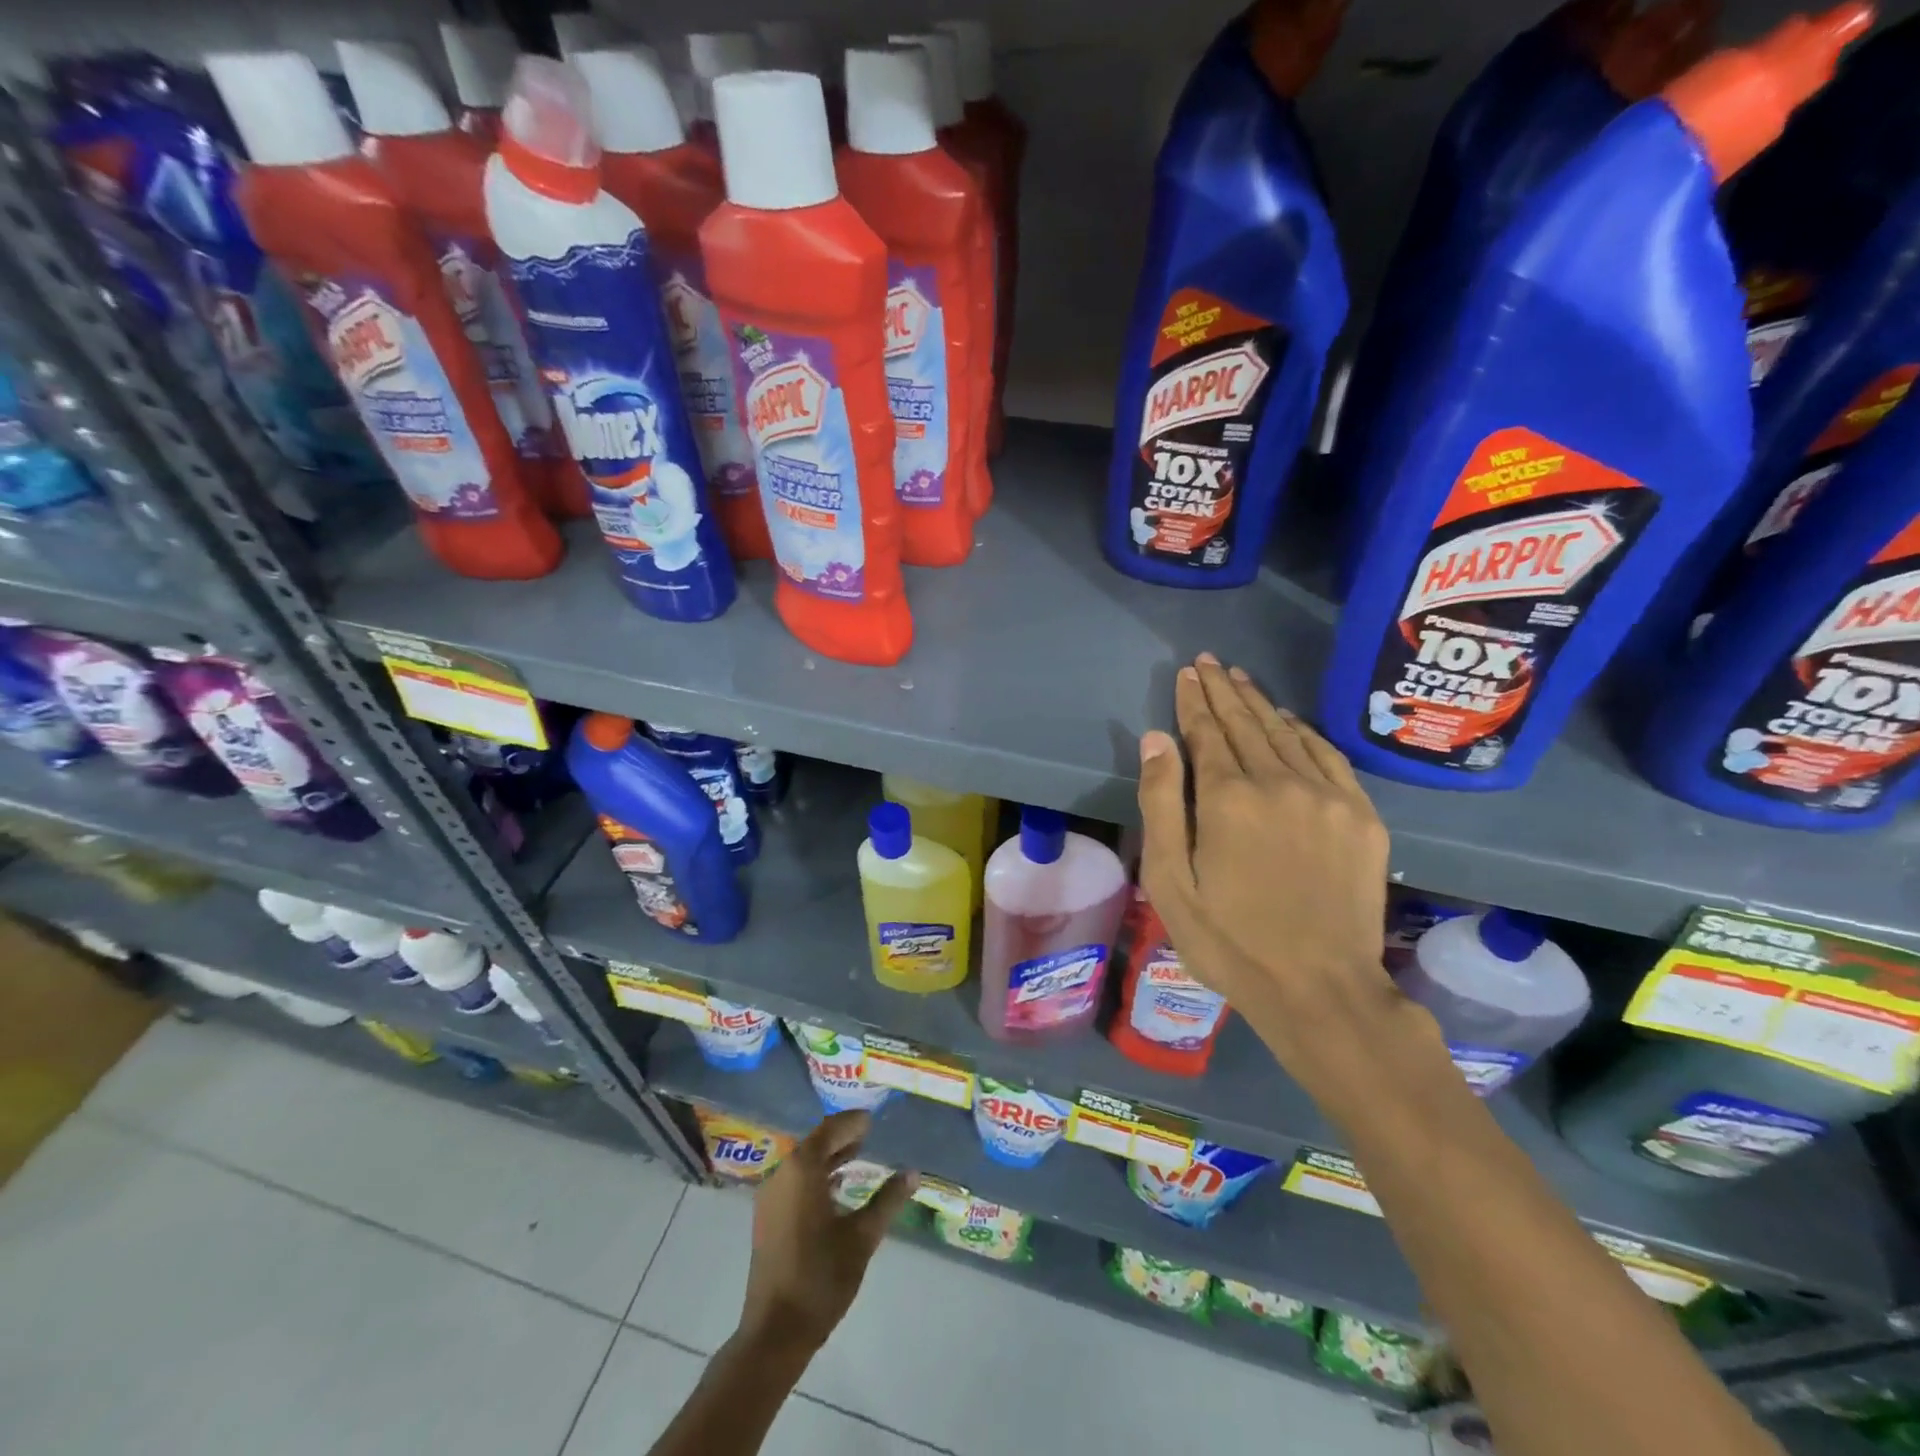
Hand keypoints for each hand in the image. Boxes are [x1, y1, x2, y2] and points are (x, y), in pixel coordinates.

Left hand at [739, 1111, 915, 1354]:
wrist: (775, 1332)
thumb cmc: (821, 1278)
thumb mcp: (862, 1237)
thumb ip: (888, 1200)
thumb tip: (913, 1173)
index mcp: (802, 1169)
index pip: (830, 1130)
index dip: (852, 1123)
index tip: (872, 1118)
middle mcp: (781, 1174)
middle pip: (814, 1144)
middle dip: (841, 1138)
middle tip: (869, 1134)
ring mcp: (770, 1197)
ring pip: (803, 1164)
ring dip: (829, 1158)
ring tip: (858, 1156)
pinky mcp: (767, 1218)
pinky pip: (794, 1182)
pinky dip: (816, 1176)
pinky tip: (836, 1189)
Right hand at [1136, 653, 1402, 1099]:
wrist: (1320, 989)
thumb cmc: (1229, 940)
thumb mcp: (1171, 881)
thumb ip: (1161, 804)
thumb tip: (1157, 739)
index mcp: (1228, 798)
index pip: (1207, 732)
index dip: (1194, 700)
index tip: (1187, 672)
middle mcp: (1279, 782)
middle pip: (1246, 723)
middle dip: (1223, 690)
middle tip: (1209, 662)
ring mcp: (1327, 797)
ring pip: (1287, 733)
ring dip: (1260, 704)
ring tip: (1241, 679)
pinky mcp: (1361, 816)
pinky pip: (1328, 757)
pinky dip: (1305, 732)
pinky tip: (1290, 721)